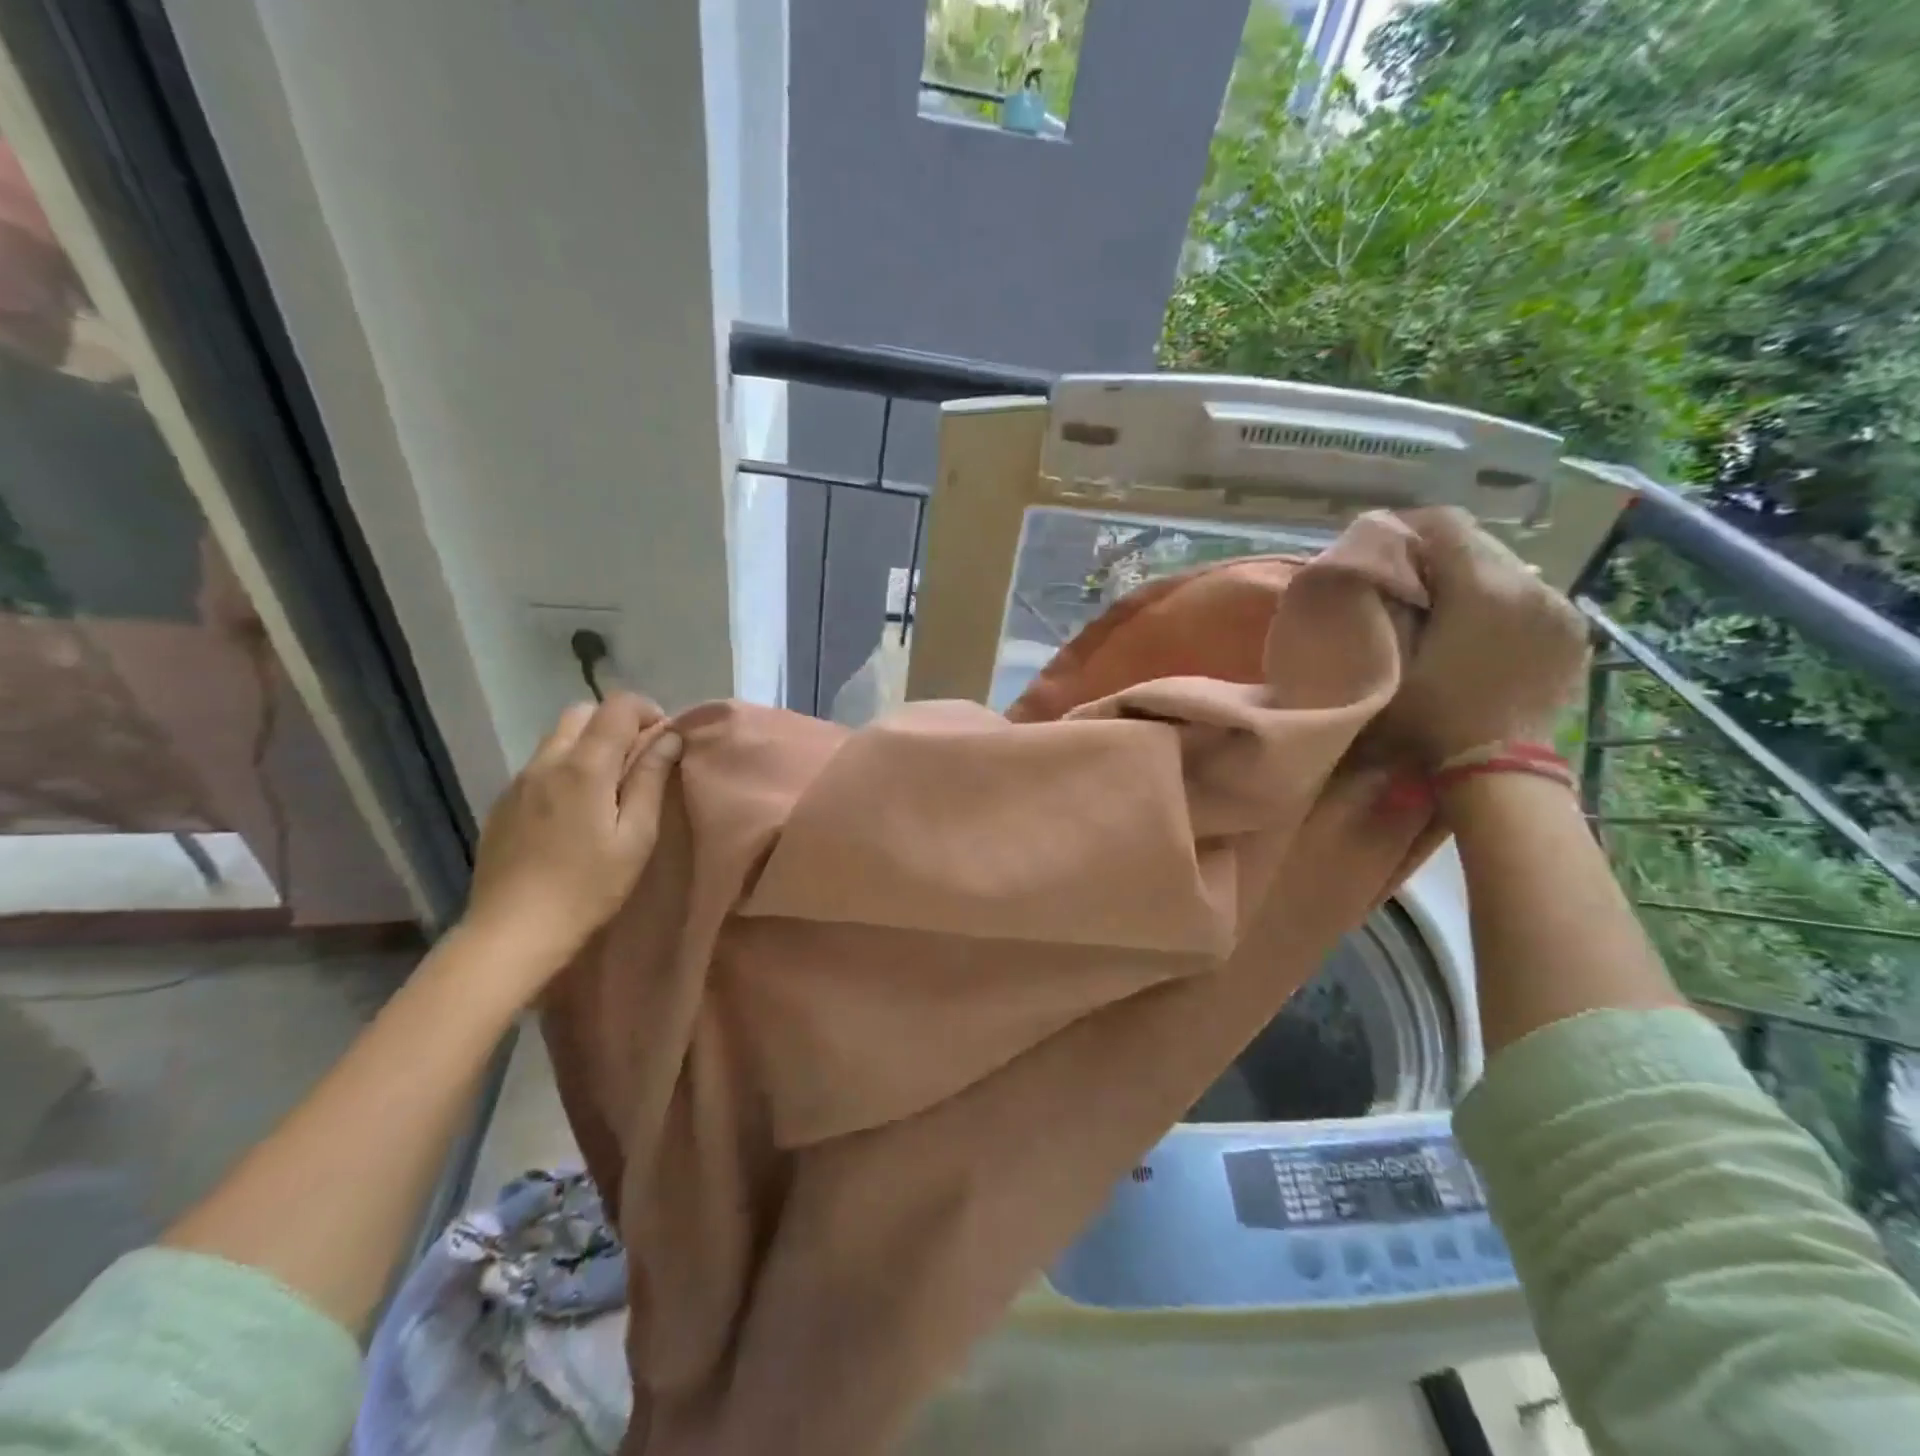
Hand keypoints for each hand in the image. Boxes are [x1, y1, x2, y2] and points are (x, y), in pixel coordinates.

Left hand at [460, 692, 681, 982]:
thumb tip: (669, 737)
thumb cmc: (588, 887)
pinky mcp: (503, 803)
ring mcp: (519, 781)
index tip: (665, 741)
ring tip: (609, 788)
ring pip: (557, 737)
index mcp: (584, 766)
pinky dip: (566, 768)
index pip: (617, 706)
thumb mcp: (636, 837)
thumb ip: (651, 779)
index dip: (647, 711)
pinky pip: (540, 766)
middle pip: (582, 712)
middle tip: (639, 761)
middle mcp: (546, 761)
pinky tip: (574, 812)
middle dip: (616, 723)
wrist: (512, 932)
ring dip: (589, 745)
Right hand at [1385, 507, 1589, 765]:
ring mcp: (1559, 605)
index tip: (1384, 545)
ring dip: (1474, 577)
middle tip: (1409, 579)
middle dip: (1440, 553)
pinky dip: (1505, 601)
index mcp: (1480, 587)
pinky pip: (1532, 595)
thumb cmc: (1431, 716)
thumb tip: (1382, 573)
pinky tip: (1486, 629)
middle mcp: (1528, 584)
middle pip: (1478, 541)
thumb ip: (1387, 608)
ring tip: (1448, 607)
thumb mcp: (1390, 660)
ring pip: (1508, 567)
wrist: (1497, 766)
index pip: (1445, 523)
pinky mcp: (1574, 629)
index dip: (1409, 526)